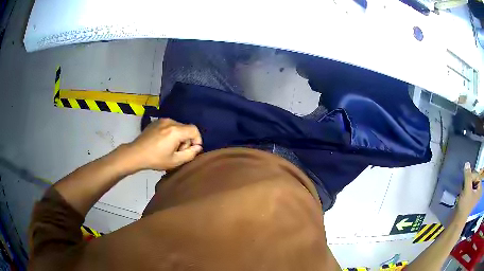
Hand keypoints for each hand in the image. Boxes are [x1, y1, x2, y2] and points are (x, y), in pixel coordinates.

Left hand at [126, 118, 202, 170]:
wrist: (136, 153)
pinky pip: (169, 126)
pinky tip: (163, 143)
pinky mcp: (156, 122)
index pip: (194, 130)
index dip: (197, 140)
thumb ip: (190, 154)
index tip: (192, 150)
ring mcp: (162, 120)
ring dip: (178, 137)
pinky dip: (171, 133)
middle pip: (186, 128)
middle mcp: (170, 122)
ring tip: (170, 148)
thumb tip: (198, 147)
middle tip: (178, 152)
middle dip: (186, 140)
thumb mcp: (175, 161)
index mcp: (176, 131)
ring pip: (178, 127)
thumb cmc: (155, 159)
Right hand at [456, 162, 482, 217]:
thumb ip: (467, 176)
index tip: (466, 181)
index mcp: (480, 188)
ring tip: (463, 189)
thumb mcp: (466, 189)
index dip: (471, 176)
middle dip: (469, 181)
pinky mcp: (471, 199)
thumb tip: (467, 163)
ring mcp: (475, 196)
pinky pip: (470, 189)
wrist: (458, 221)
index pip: (477, 175)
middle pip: (475, 179)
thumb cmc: (464, 206)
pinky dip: (466, 189)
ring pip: (472, 184)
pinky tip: (463, 193)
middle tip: (464, 185)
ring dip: (467, 185)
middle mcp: (478, 191)